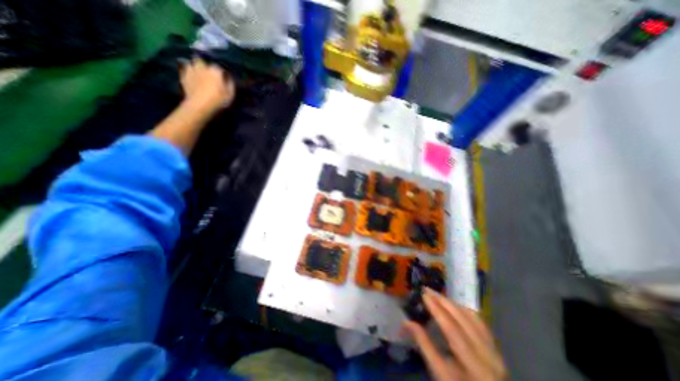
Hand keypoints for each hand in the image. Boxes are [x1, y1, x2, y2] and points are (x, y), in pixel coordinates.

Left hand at [180, 56, 236, 113]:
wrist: (200, 105)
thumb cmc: (218, 100)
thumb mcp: (230, 94)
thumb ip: (230, 85)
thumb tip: (229, 78)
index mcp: (215, 71)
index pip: (219, 68)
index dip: (221, 73)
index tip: (223, 79)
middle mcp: (202, 67)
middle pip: (202, 61)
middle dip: (204, 65)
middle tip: (208, 74)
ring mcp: (191, 71)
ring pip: (191, 63)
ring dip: (194, 67)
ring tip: (198, 73)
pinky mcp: (183, 77)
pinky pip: (184, 70)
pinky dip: (187, 72)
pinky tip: (191, 77)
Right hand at [403, 289, 503, 380]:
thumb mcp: (440, 374)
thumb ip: (424, 346)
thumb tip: (407, 321)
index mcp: (474, 366)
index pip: (452, 330)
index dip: (437, 310)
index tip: (424, 295)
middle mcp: (488, 355)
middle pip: (463, 319)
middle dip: (443, 301)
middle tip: (427, 289)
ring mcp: (494, 350)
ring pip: (472, 317)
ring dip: (453, 303)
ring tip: (437, 295)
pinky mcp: (495, 347)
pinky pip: (479, 321)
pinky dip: (464, 309)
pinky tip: (453, 305)